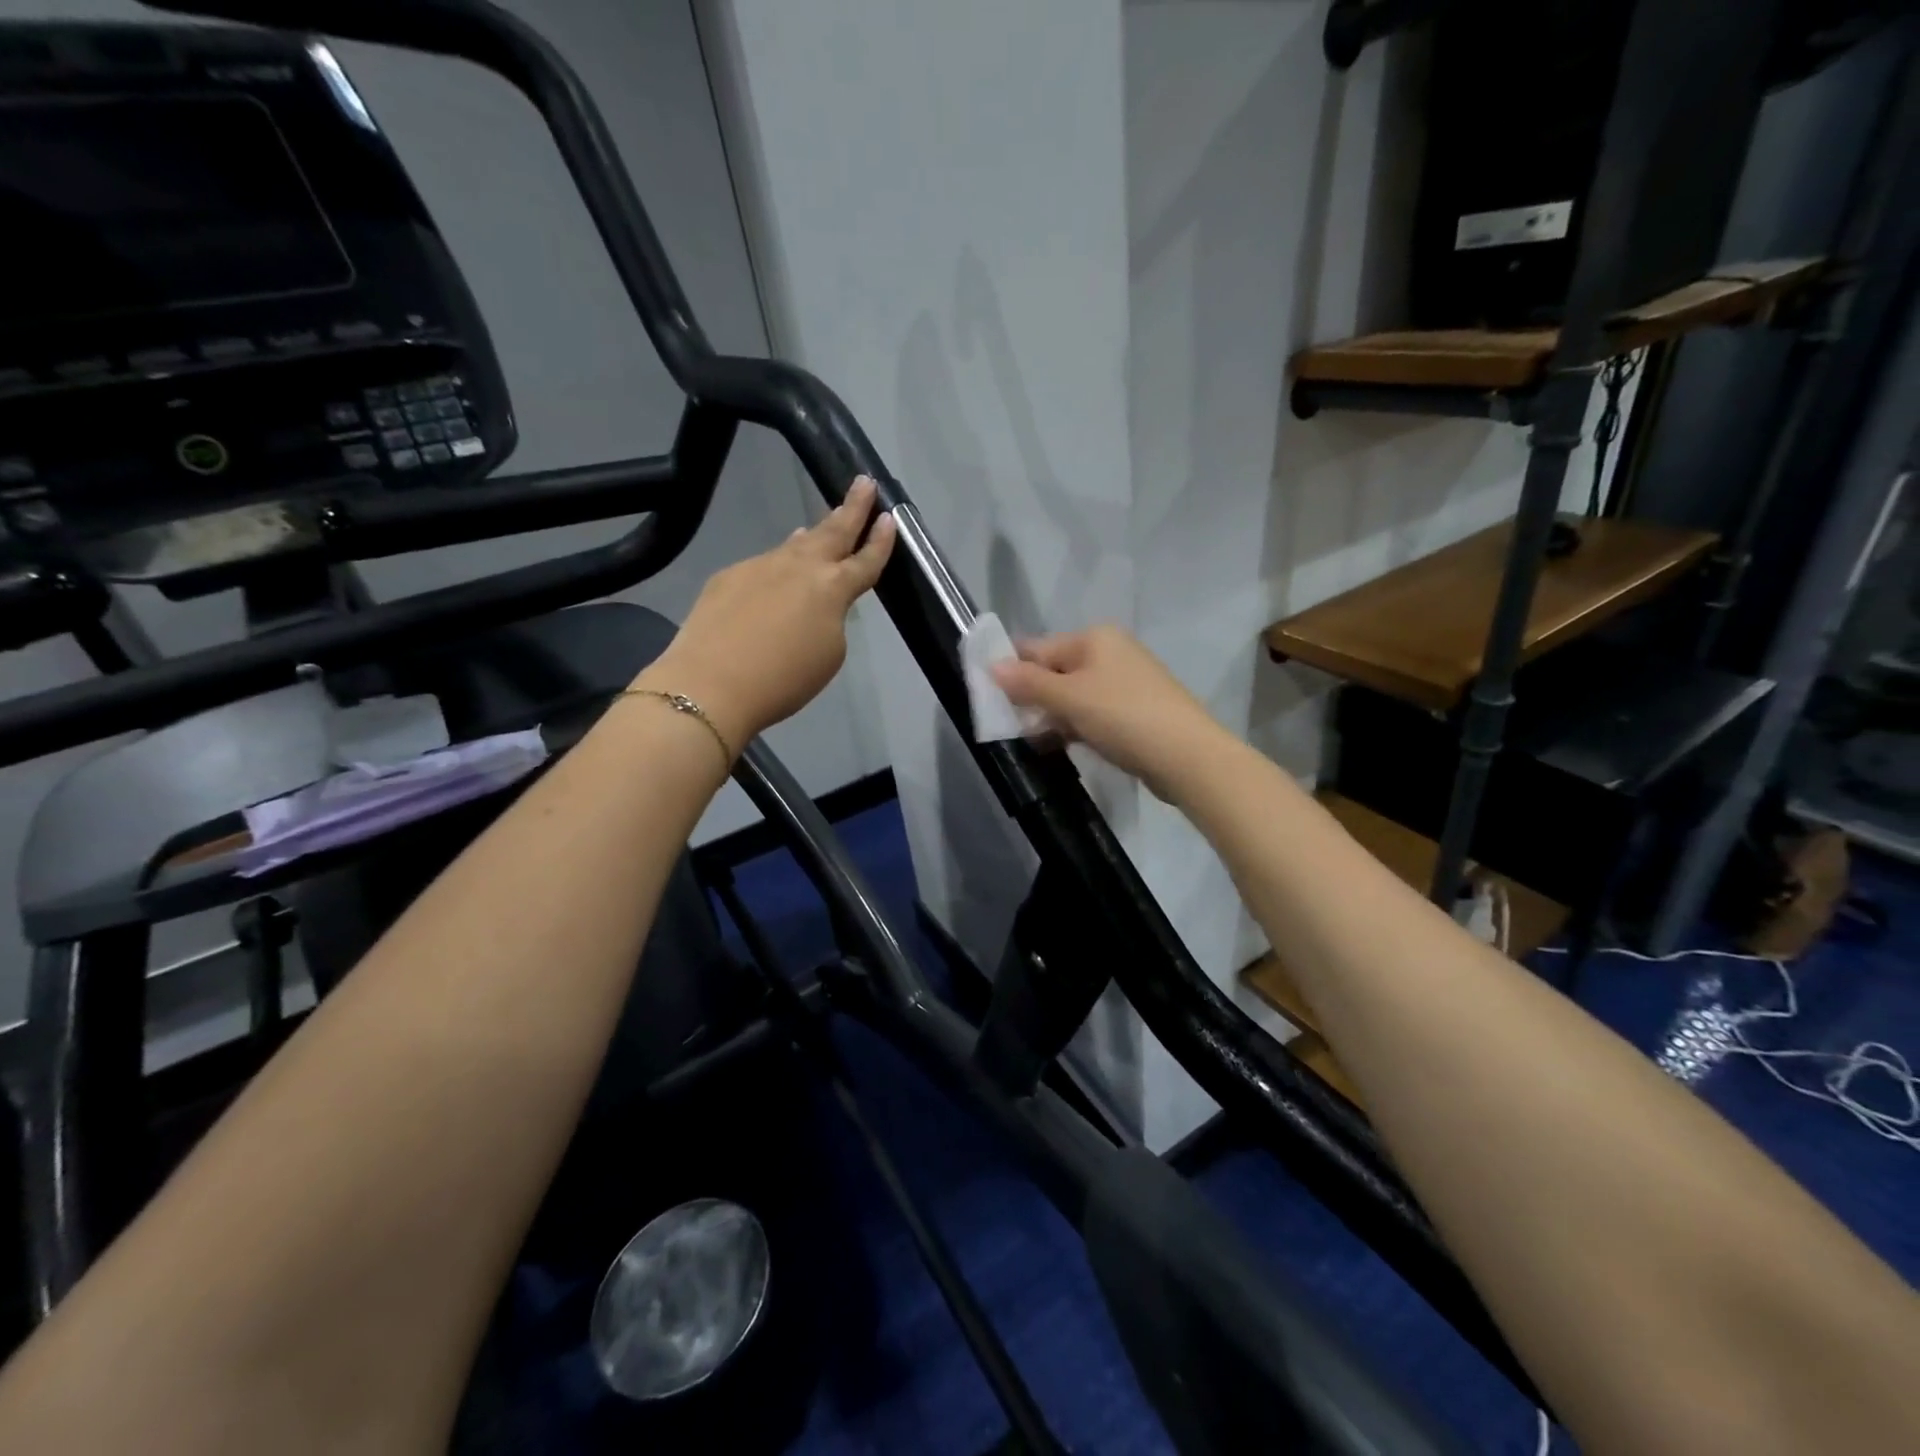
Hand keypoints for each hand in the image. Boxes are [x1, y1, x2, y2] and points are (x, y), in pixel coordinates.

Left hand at [635, 476, 895, 754]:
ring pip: (796, 545)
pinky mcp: (730, 576)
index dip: (881, 541)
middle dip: (853, 507)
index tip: (890, 518)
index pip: (865, 560)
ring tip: (825, 523)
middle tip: (864, 482)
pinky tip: (776, 573)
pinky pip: (765, 563)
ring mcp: (761, 566)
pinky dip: (778, 563)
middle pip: (833, 531)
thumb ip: (832, 619)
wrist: (711, 683)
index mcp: (832, 588)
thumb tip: (816, 602)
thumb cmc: (784, 679)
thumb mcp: (829, 654)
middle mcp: (799, 567)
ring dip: (815, 533)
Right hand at [991, 625, 1226, 801]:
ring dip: (1050, 716)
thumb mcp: (1069, 698)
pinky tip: (1057, 746)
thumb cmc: (1123, 716)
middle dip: (1030, 696)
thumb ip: (1028, 682)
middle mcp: (1110, 653)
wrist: (1187, 756)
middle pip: (1055, 671)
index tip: (985, 695)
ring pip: (1072, 696)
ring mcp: (1124, 684)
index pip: (1038, 648)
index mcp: (1094, 639)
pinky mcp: (1133, 712)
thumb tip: (992, 665)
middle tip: (1003, 724)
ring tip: (1027, 740)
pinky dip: (1073, 727)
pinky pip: (1091, 714)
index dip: (1010, 669)